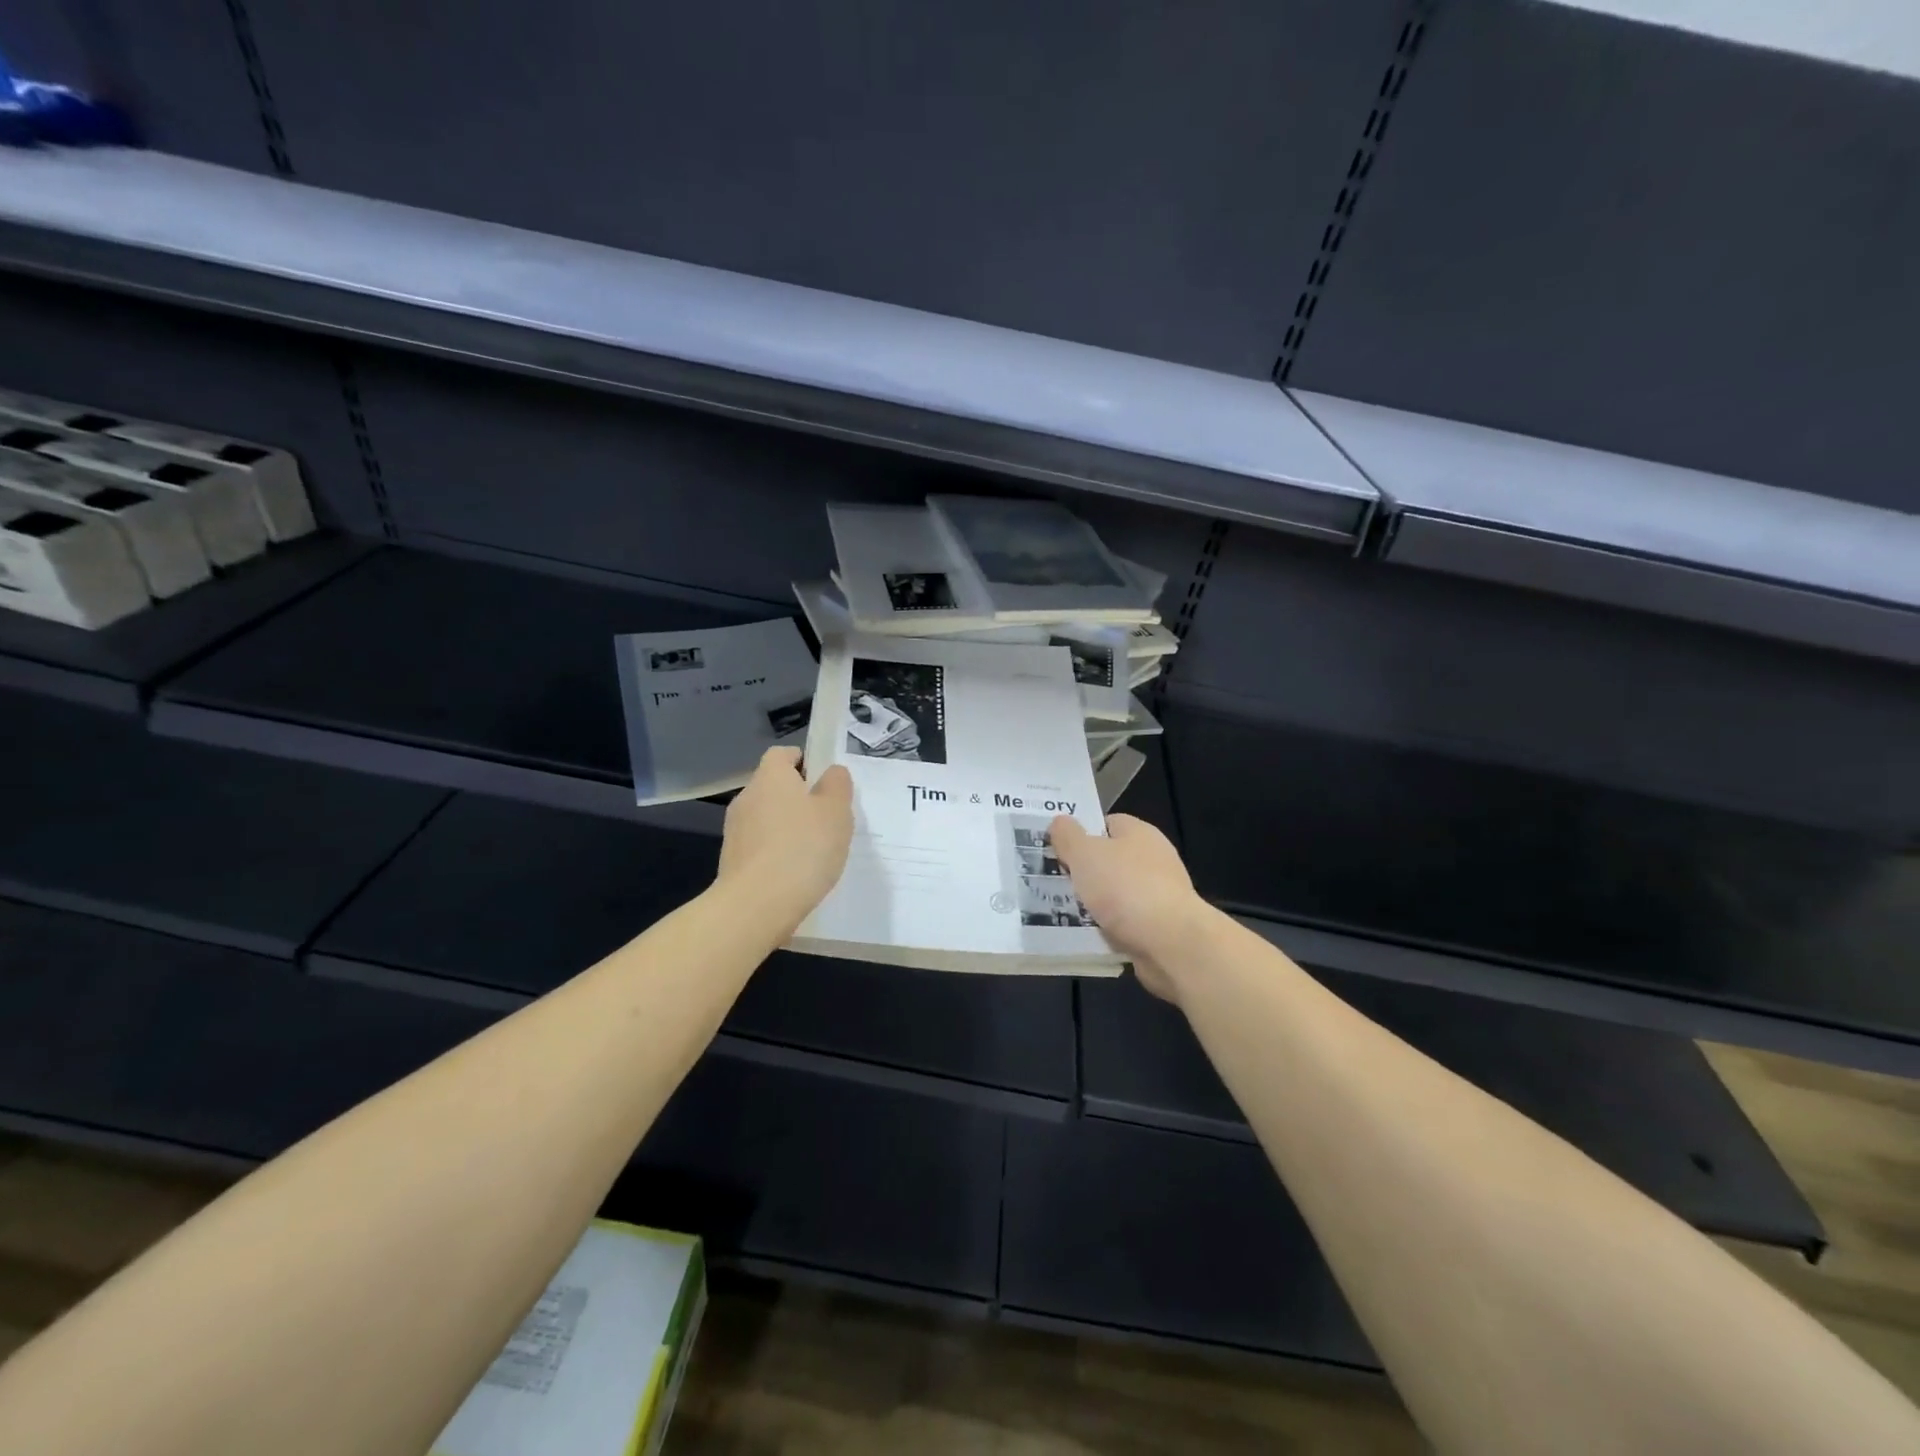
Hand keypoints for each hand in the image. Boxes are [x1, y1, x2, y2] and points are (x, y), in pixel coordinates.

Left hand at [718, 747, 853, 933]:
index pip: (782, 754)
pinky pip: (760, 846)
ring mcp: (735, 831)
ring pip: (767, 817)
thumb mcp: (836, 811)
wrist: (756, 906)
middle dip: (798, 797)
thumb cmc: (802, 848)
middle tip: (827, 817)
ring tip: (815, 850)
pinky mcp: (732, 861)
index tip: (824, 780)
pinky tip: (797, 872)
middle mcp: (747, 797)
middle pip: (774, 786)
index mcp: (771, 777)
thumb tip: (831, 773)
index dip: (804, 761)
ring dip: (787, 827)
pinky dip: (777, 852)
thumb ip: (837, 785)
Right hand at [1049, 813, 1209, 1002]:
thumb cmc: (1125, 888)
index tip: (1057, 849)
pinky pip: (1125, 922)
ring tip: (1064, 911)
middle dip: (1085, 872)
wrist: (1171, 943)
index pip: (1106, 823)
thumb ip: (1068, 836)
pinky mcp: (1161, 926)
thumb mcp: (1084, 854)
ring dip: (1094, 903)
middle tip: (1055, 881)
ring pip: (1116, 894)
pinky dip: (1108, 928)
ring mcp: (1160, 894)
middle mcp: (1153, 858)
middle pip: (1110, 859)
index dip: (1082, 833)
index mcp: (1139, 832)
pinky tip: (1089, 934)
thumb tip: (1060, 822)